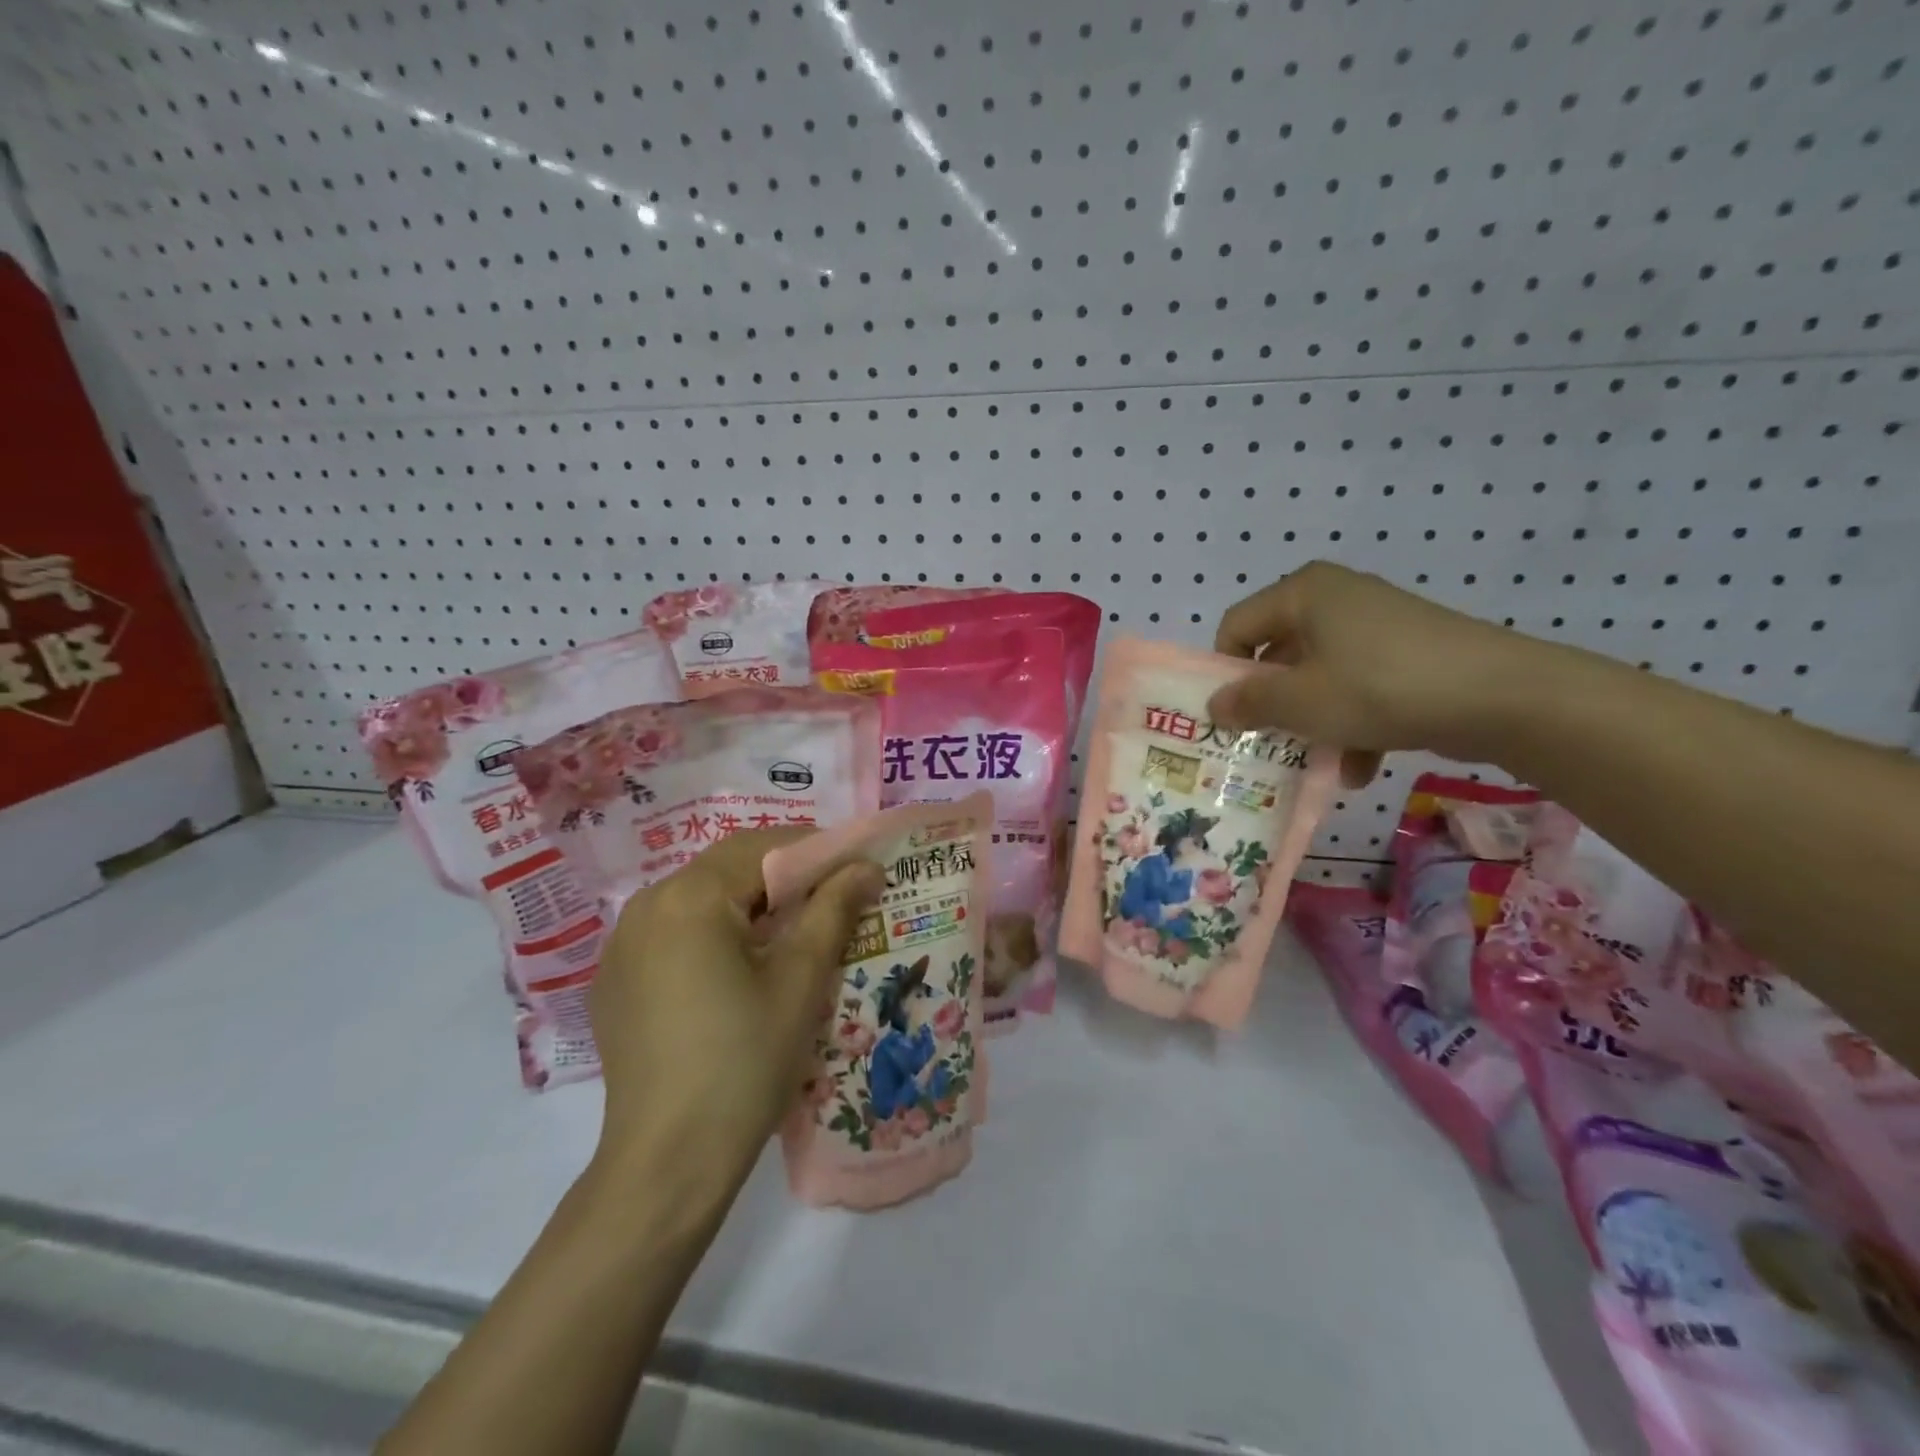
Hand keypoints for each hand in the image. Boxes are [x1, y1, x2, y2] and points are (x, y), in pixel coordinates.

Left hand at [590, 830, 883, 1193]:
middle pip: (727, 868)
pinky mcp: (615, 980)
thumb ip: (834, 909)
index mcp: (690, 897)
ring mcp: (623, 944)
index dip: (815, 850)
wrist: (667, 1162)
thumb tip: (866, 865)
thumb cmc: (745, 1061)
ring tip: (792, 932)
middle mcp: (646, 905)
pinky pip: (674, 932)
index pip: (762, 847)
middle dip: (783, 876)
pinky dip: (714, 931)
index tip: (855, 867)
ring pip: (700, 898)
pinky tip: (740, 968)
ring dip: (749, 902)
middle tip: (832, 897)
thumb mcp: (800, 980)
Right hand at [1209, 561, 1535, 785]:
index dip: (1224, 672)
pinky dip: (1352, 725)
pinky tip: (1359, 770)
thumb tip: (1214, 705)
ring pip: (1319, 677)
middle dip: (1271, 705)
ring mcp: (1376, 626)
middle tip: (1263, 743)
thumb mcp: (1301, 702)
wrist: (1504, 696)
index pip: (1236, 626)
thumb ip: (1249, 702)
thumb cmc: (1379, 687)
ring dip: (1312, 724)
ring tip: (1315, 765)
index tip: (1229, 716)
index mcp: (1303, 593)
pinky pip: (1359, 686)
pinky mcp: (1408, 654)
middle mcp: (1335, 599)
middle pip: (1279, 655)